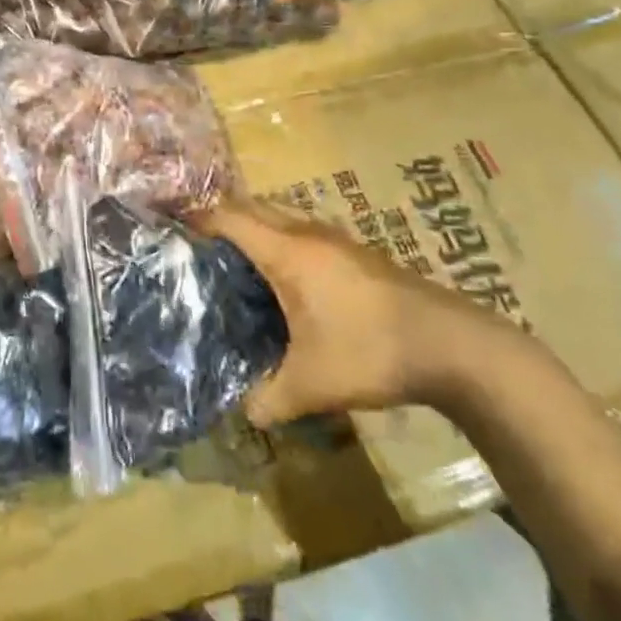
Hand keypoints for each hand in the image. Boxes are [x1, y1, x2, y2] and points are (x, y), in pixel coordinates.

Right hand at [193, 200, 515, 426]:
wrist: (453, 344)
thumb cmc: (372, 351)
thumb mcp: (312, 385)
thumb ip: (268, 399)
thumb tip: (241, 413)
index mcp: (288, 251)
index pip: (229, 217)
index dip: (196, 217)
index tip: (167, 225)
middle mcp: (308, 232)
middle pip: (252, 207)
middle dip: (220, 218)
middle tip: (193, 246)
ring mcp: (336, 238)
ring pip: (281, 216)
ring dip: (253, 227)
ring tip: (231, 260)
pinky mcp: (357, 252)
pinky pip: (302, 231)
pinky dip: (280, 241)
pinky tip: (283, 280)